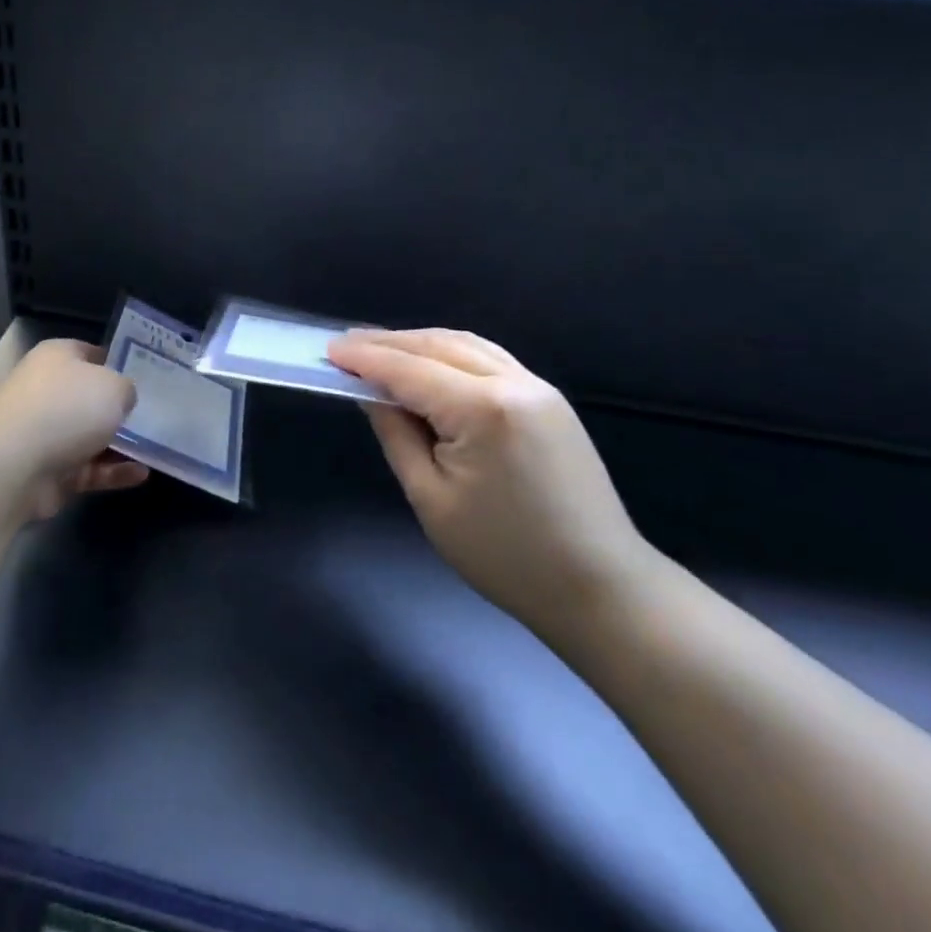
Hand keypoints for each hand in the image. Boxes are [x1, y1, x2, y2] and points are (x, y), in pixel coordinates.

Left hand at [0, 339, 147, 521]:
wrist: (13, 466)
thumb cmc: (67, 408)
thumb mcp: (113, 385)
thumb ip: (126, 389)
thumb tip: (123, 398)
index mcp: (57, 358)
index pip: (92, 353)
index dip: (119, 362)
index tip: (148, 376)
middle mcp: (48, 391)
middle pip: (91, 397)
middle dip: (120, 407)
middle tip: (158, 413)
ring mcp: (46, 433)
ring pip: (92, 436)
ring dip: (121, 443)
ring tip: (156, 447)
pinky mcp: (49, 472)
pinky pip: (89, 469)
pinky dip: (113, 472)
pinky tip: (141, 475)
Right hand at [329, 328, 653, 646]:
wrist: (601, 588)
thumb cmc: (506, 556)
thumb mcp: (431, 499)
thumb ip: (397, 434)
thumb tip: (372, 393)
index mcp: (482, 409)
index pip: (409, 369)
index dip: (366, 358)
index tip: (329, 350)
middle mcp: (514, 383)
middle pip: (438, 345)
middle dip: (389, 343)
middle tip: (346, 346)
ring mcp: (538, 388)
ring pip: (466, 345)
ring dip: (420, 343)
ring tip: (381, 350)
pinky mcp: (550, 401)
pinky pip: (490, 359)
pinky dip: (452, 354)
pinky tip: (432, 364)